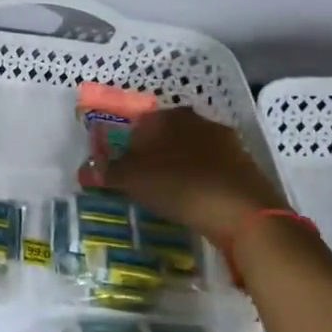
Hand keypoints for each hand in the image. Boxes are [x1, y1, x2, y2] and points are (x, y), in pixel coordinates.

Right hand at [83, 108, 287, 240]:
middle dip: (154, 155)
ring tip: (168, 194)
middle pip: (168, 135)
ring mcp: (228, 143)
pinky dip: (201, 182)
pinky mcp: (246, 167)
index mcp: (170, 116)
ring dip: (179, 168)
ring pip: (192, 151)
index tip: (122, 168)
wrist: (246, 214)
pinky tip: (196, 202)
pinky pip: (213, 170)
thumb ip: (108, 172)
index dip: (128, 145)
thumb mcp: (134, 180)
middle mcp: (200, 121)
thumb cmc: (181, 187)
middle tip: (143, 181)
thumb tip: (85, 169)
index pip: (141, 122)